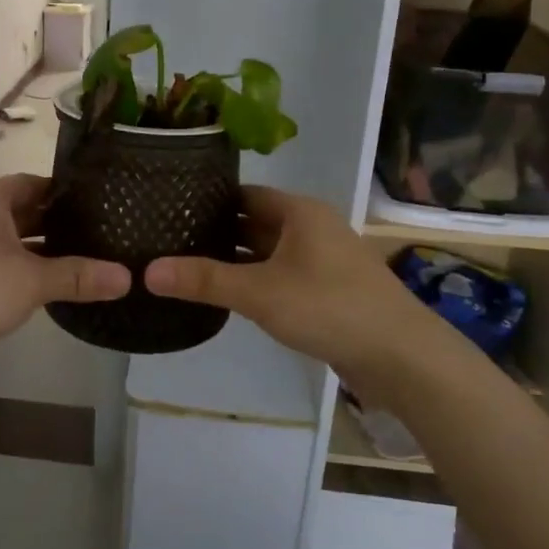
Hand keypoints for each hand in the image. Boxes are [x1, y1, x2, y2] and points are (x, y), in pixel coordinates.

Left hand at [0, 176, 130, 371]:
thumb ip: (78, 276)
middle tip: (107, 236)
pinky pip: (0, 265)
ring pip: (14, 241)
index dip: (71, 194)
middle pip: (27, 211)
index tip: (107, 206)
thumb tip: (128, 277)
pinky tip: (52, 289)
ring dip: (44, 252)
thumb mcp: (30, 282)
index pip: (38, 183)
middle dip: (63, 225)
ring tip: (89, 262)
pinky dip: (24, 272)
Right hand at [146, 186, 430, 385]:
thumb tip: (147, 270)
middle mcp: (311, 228)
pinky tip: (226, 294)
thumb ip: (204, 280)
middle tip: (168, 239)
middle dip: (216, 231)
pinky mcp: (327, 290)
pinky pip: (280, 275)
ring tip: (186, 265)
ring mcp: (322, 260)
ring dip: (234, 259)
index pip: (244, 193)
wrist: (401, 356)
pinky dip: (254, 280)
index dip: (207, 199)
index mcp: (299, 212)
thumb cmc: (329, 307)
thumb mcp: (259, 292)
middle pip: (254, 221)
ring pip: (267, 251)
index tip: (168, 207)